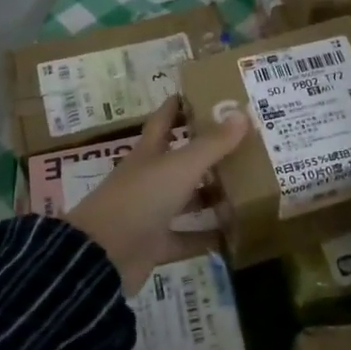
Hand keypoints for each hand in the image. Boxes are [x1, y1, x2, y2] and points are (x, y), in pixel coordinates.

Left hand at [67, 98, 250, 291]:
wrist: (103, 256)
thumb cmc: (140, 198)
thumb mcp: (180, 167)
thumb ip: (212, 144)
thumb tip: (242, 114)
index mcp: (148, 153)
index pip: (163, 121)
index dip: (178, 106)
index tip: (200, 93)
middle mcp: (149, 179)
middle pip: (180, 161)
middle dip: (207, 153)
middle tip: (242, 144)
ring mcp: (150, 213)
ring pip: (186, 200)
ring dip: (211, 196)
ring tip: (247, 188)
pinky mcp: (155, 244)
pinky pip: (187, 238)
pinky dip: (207, 238)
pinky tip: (233, 235)